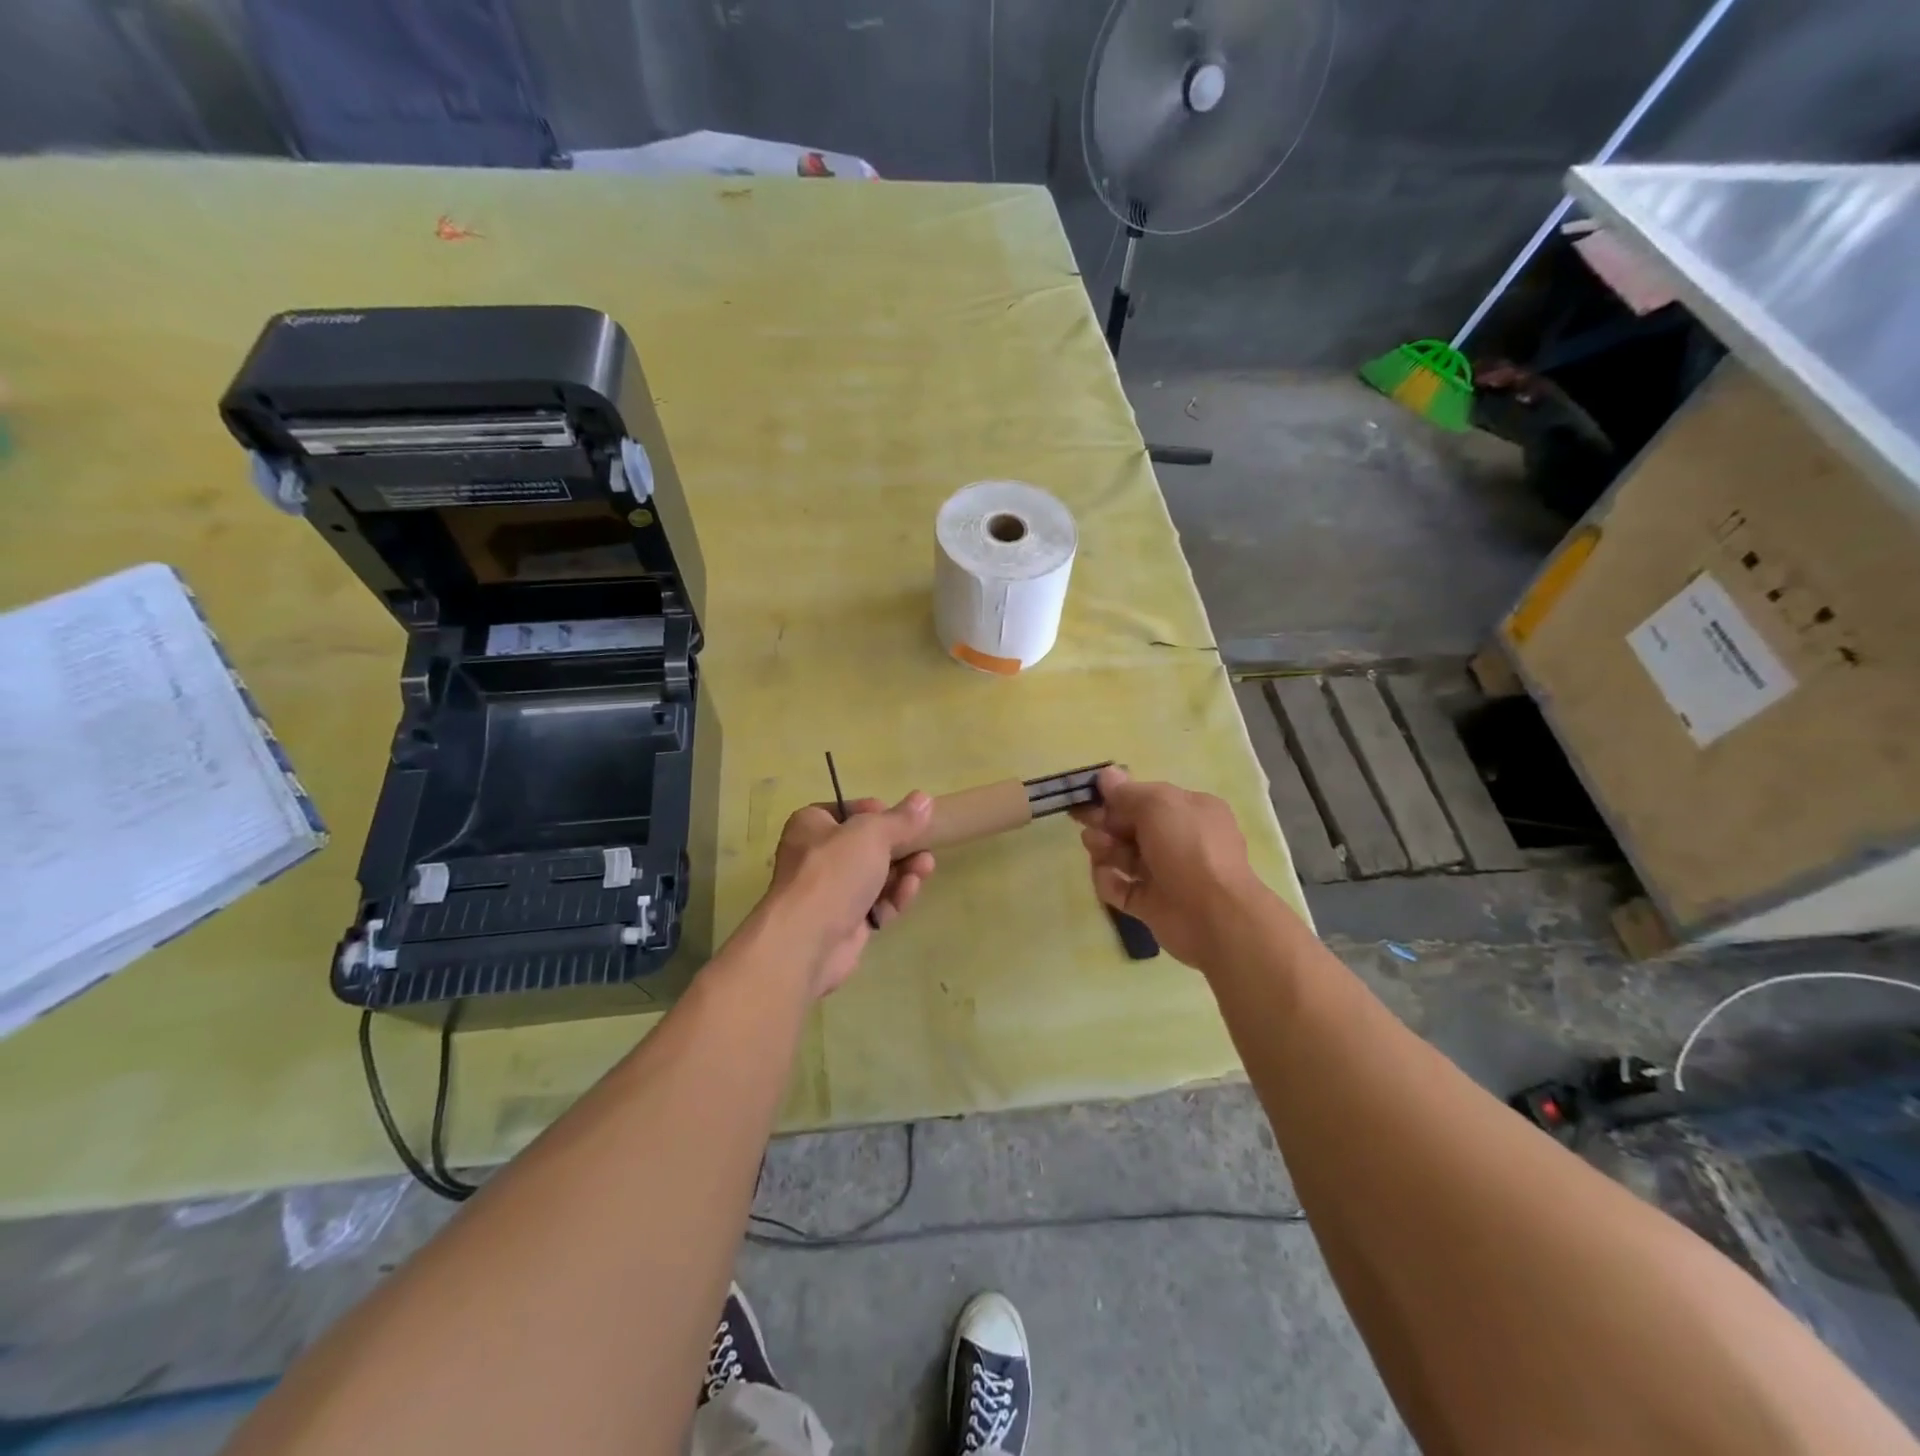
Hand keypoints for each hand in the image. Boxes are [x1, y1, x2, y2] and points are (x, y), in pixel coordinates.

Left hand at [762, 794, 935, 998]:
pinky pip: (876, 904)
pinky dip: (894, 896)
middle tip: (925, 844)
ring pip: (875, 876)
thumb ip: (900, 819)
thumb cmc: (834, 872)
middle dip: (899, 846)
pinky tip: (911, 889)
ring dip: (903, 870)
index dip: (878, 812)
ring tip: (926, 866)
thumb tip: (924, 798)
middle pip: (866, 846)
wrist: (808, 940)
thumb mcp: (871, 834)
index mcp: (812, 825)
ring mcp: (831, 892)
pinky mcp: (845, 922)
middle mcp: (817, 856)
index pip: (848, 810)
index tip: (904, 818)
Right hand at [1072, 767, 1268, 969]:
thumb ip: (1127, 792)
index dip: (1116, 797)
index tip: (1088, 797)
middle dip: (1106, 823)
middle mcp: (1179, 840)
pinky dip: (1109, 881)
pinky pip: (1121, 888)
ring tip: (1096, 848)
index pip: (1147, 799)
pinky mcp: (1151, 904)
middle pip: (1131, 827)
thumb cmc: (1188, 848)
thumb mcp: (1158, 805)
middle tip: (1084, 822)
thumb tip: (1106, 775)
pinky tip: (1107, 877)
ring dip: (1104, 848)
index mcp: (1190, 811)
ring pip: (1124, 856)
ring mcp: (1165, 874)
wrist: (1213, 916)